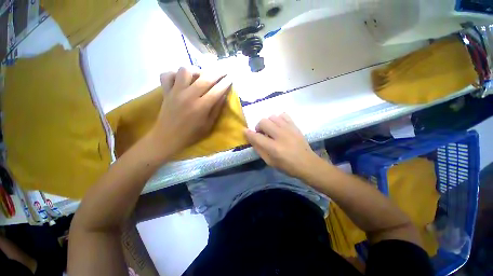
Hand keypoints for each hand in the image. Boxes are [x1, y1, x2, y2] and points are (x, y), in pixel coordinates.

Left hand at [151, 67, 231, 155]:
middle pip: (205, 78)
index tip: (231, 78)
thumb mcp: (208, 125)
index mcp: (201, 107)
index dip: (225, 83)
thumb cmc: (191, 134)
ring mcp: (175, 92)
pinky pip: (167, 75)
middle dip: (217, 73)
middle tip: (223, 71)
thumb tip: (223, 96)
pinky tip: (181, 79)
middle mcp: (189, 96)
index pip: (217, 90)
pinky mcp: (166, 92)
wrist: (167, 138)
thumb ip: (216, 110)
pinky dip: (174, 74)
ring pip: (185, 70)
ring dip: (195, 70)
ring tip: (200, 76)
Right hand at [244, 113, 320, 178]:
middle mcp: (280, 135)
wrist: (307, 163)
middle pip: (263, 122)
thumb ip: (259, 150)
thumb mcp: (270, 162)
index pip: (256, 136)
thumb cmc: (287, 166)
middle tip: (262, 134)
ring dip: (268, 123)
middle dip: (258, 127)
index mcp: (273, 148)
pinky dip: (278, 119)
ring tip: (271, 130)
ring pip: (272, 116)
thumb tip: (252, 139)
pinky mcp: (295, 126)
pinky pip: (283, 115)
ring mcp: (289, 129)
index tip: (244, 131)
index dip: (248, 133)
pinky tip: (279, 126)